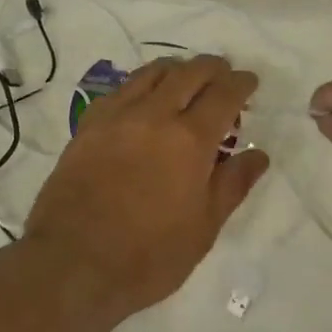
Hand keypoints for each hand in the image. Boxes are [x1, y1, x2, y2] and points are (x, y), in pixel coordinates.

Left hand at [23, 55, 270, 318]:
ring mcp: (117, 115)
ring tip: (187, 80)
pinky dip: (142, 84)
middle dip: (212, 68)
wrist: (72, 263)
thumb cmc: (147, 255)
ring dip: (177, 69)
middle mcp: (155, 115)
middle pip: (189, 72)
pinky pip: (121, 88)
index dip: (241, 83)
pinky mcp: (88, 124)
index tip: (250, 82)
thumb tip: (258, 154)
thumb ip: (233, 184)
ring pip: (152, 72)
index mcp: (190, 140)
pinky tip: (144, 99)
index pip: (224, 94)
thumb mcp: (203, 228)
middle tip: (223, 76)